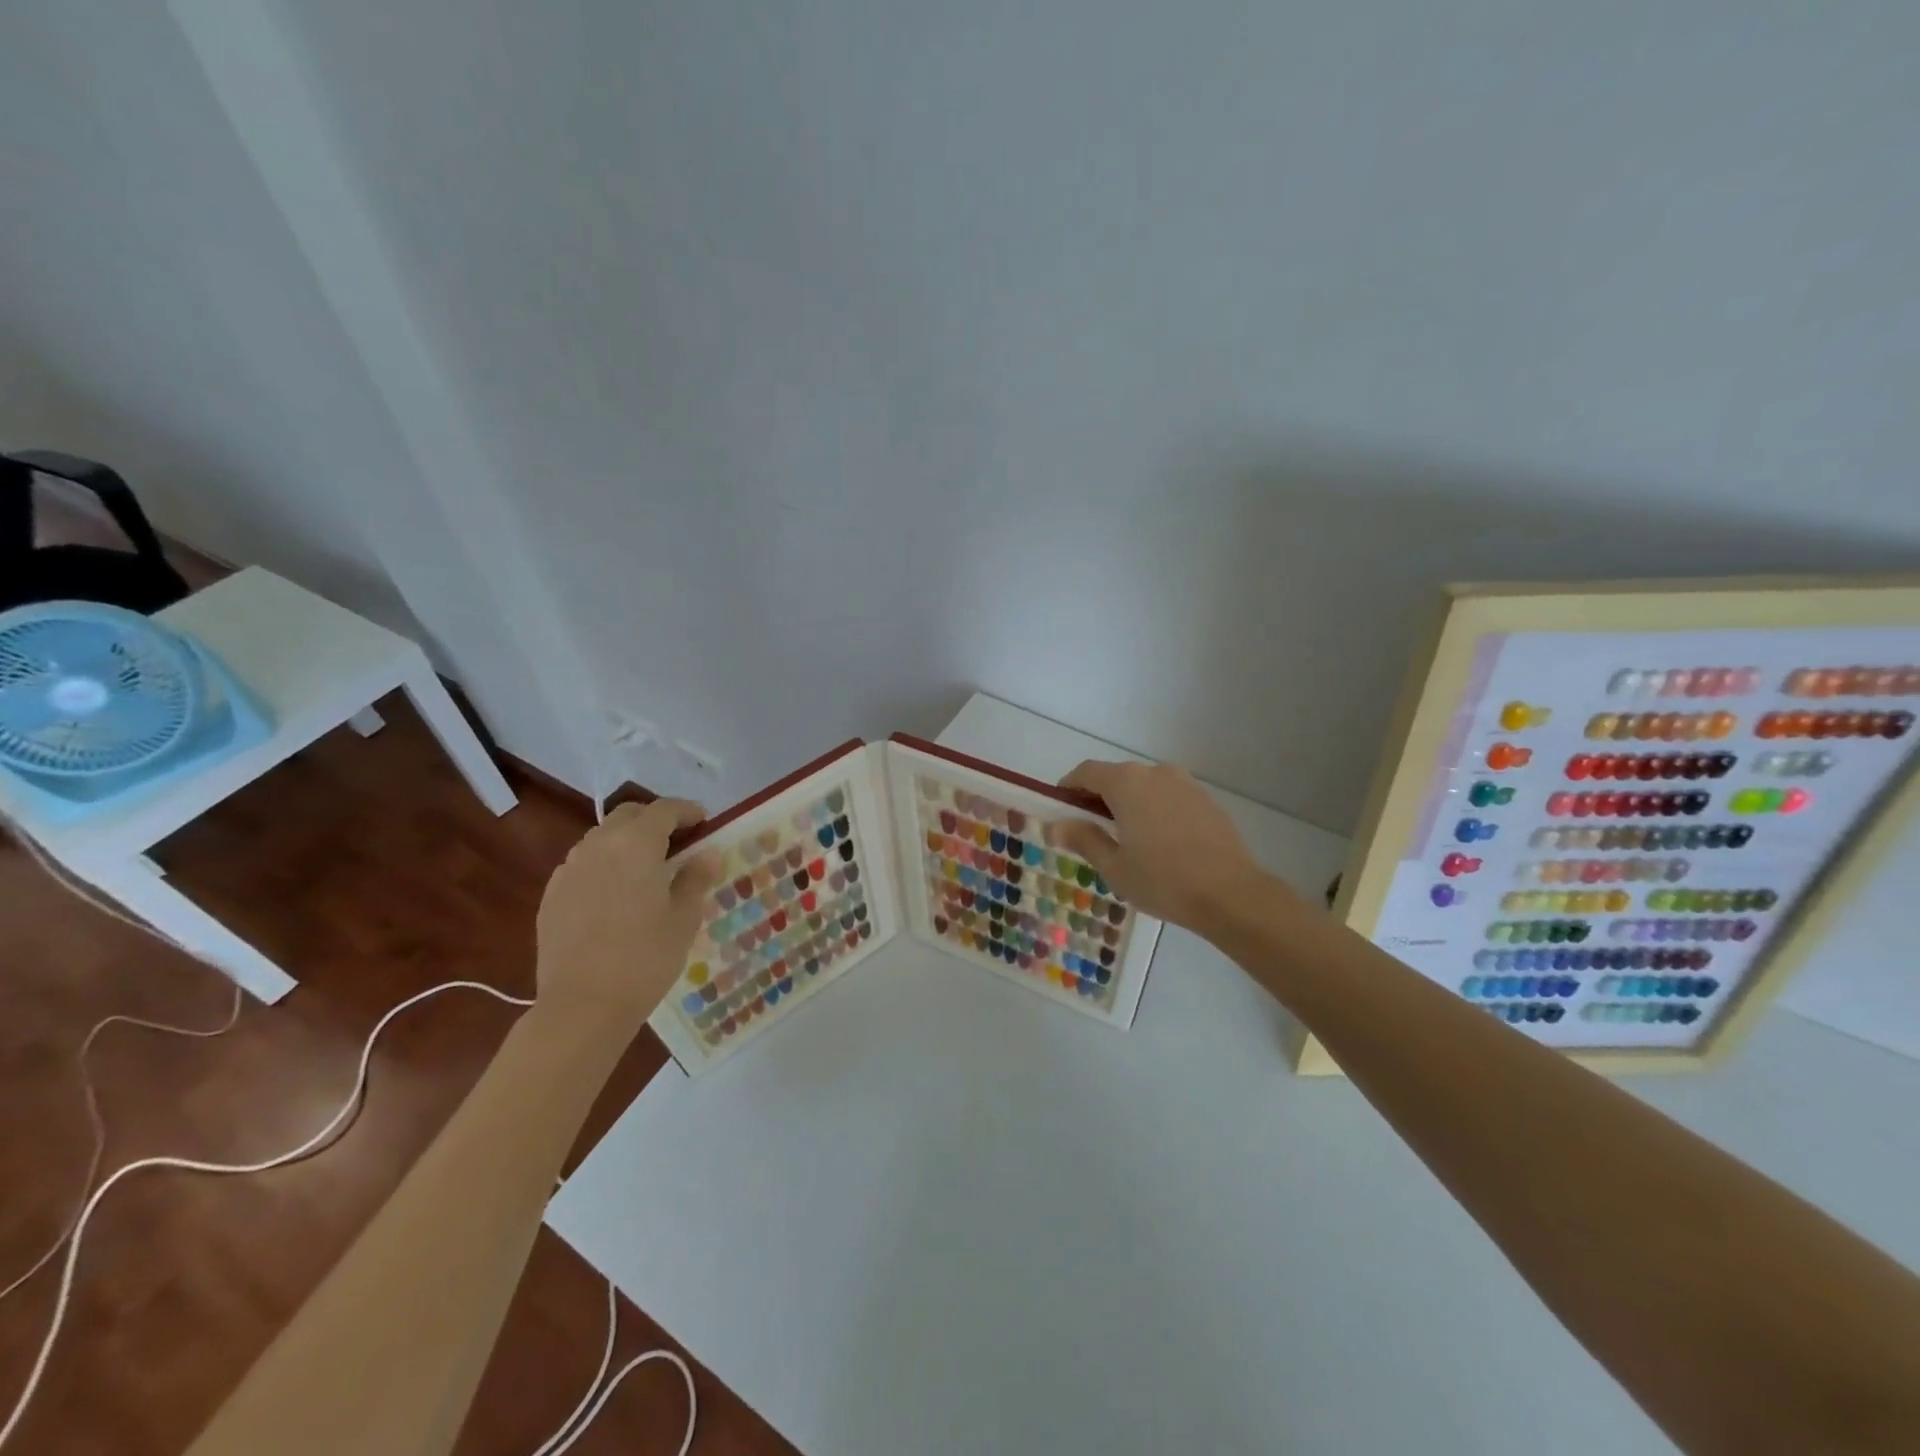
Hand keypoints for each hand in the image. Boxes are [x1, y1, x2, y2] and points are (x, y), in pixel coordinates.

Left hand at [535, 800, 719, 1024]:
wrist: (582, 1006)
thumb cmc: (645, 957)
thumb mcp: (684, 917)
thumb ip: (696, 877)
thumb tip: (707, 853)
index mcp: (636, 844)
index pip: (664, 810)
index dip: (687, 811)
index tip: (704, 822)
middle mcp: (598, 846)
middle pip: (628, 815)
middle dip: (654, 819)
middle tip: (678, 840)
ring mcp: (569, 869)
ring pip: (602, 838)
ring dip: (627, 841)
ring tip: (647, 868)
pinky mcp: (552, 895)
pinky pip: (583, 864)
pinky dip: (605, 865)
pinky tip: (616, 894)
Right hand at [1048, 760, 1273, 929]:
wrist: (1231, 894)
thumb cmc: (1162, 880)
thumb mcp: (1114, 866)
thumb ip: (1083, 839)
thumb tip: (1057, 826)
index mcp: (1126, 783)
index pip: (1086, 772)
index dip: (1069, 787)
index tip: (1062, 809)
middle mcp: (1155, 772)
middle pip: (1116, 776)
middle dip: (1098, 797)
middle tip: (1090, 830)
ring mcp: (1185, 783)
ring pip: (1145, 786)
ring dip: (1129, 803)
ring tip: (1127, 838)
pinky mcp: (1206, 799)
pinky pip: (1169, 797)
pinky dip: (1155, 809)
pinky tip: (1159, 841)